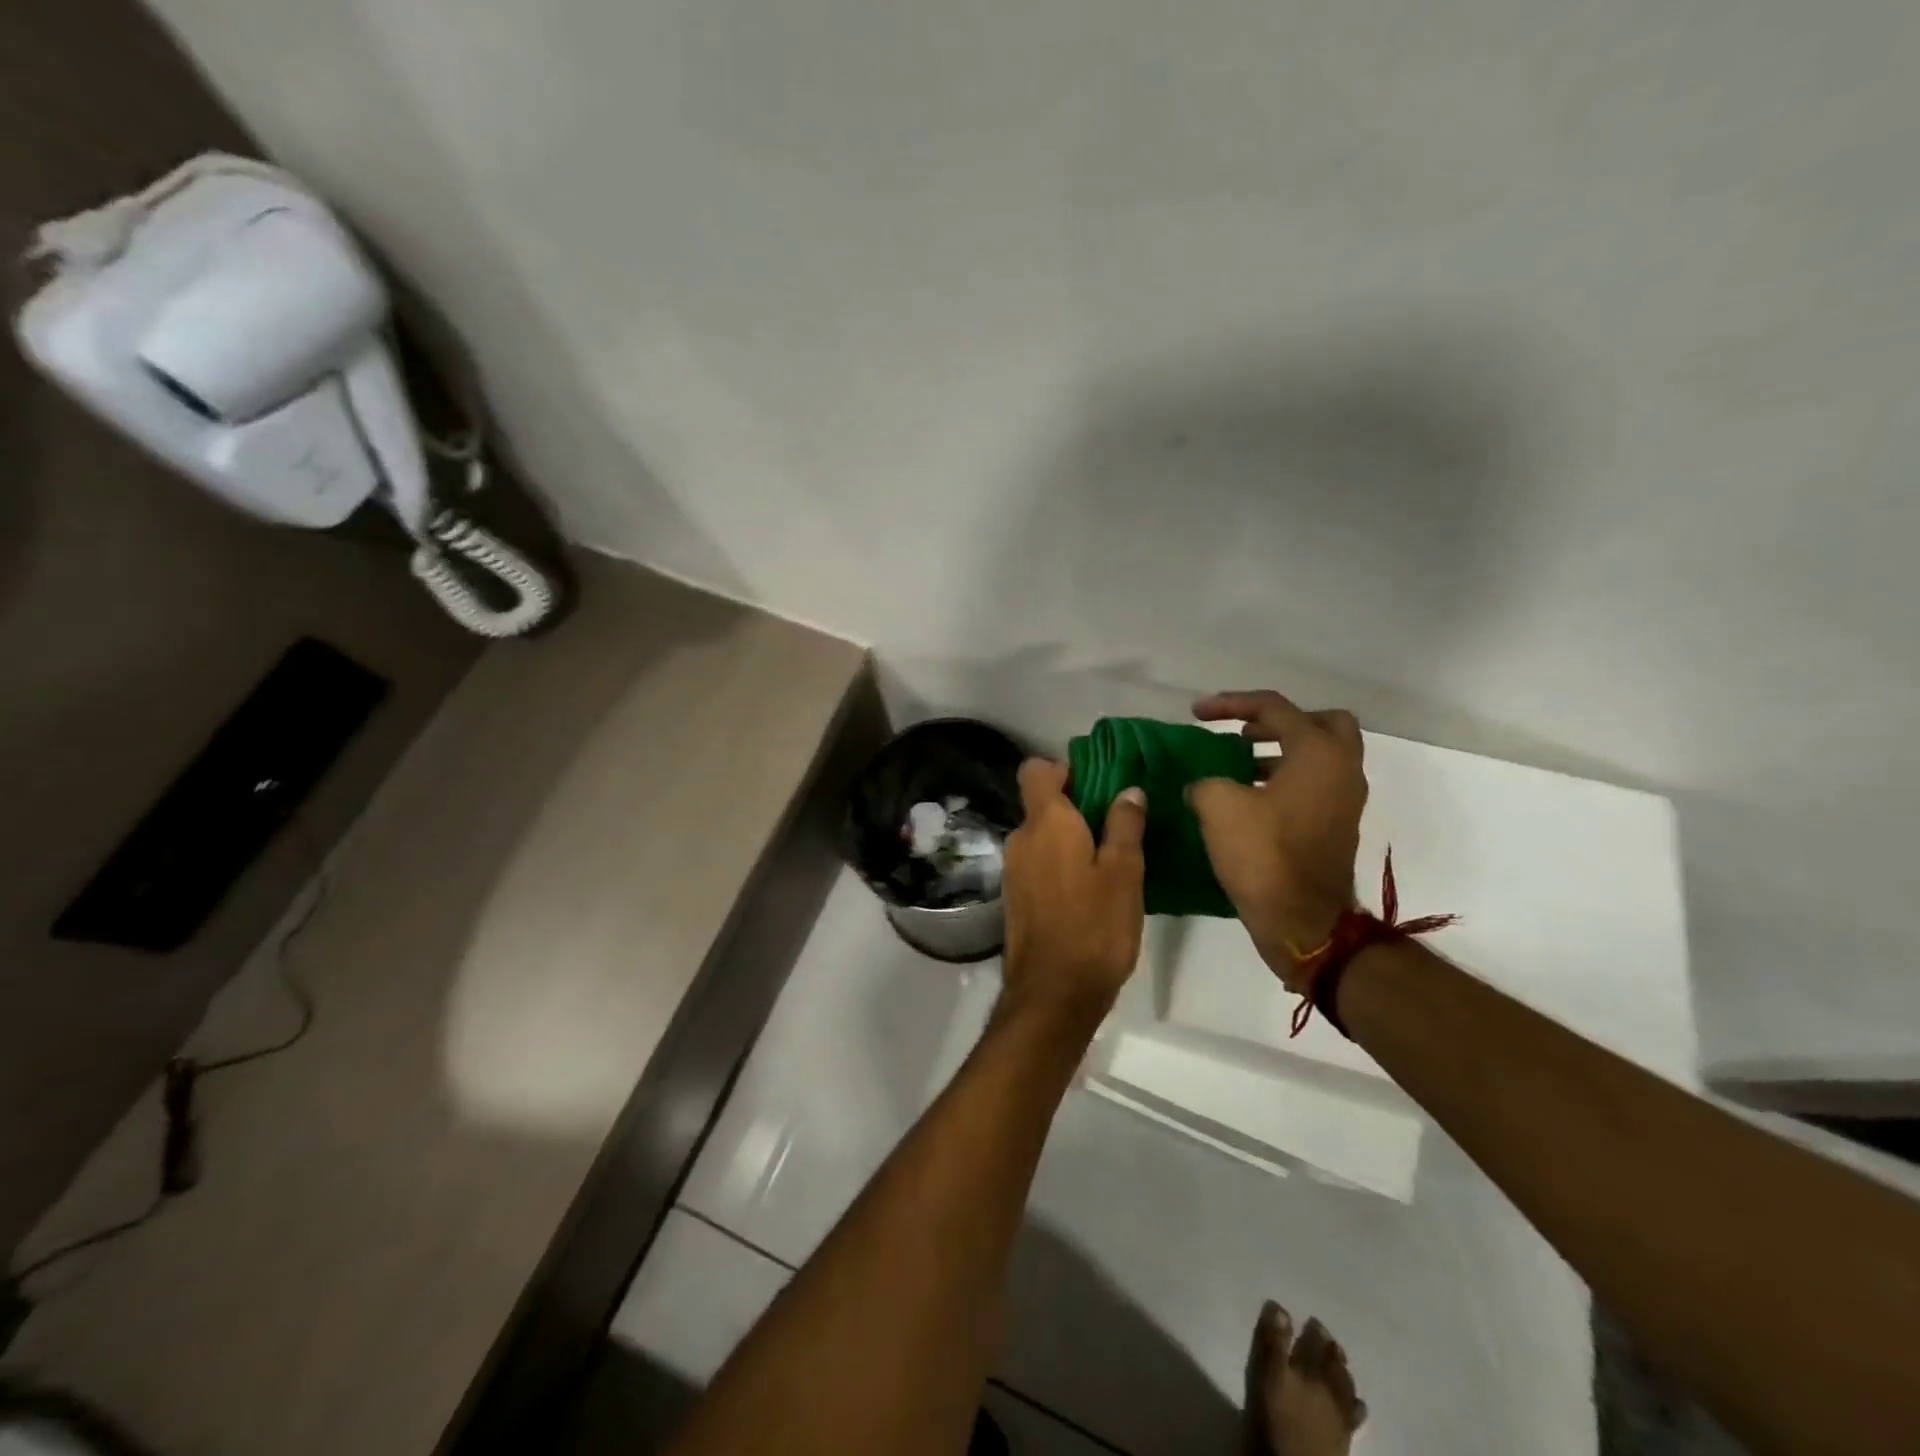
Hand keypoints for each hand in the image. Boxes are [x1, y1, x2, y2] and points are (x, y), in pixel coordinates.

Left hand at [1000, 758, 1146, 1029]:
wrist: (1053, 993)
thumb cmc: (1094, 926)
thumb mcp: (1123, 873)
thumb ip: (1125, 825)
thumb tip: (1128, 789)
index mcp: (1045, 822)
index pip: (1035, 771)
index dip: (1063, 768)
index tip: (1096, 782)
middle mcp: (1021, 838)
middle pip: (1041, 804)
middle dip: (1076, 805)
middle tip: (1117, 823)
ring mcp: (1013, 869)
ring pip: (1041, 836)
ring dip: (1070, 837)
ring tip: (1110, 857)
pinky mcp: (1015, 897)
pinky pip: (1038, 863)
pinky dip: (1060, 863)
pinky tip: (1089, 887)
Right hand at [1188, 691, 1366, 991]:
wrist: (1303, 921)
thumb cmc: (1264, 854)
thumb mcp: (1219, 806)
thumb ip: (1205, 781)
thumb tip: (1203, 786)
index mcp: (1318, 753)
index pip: (1274, 708)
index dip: (1231, 703)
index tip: (1196, 713)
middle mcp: (1341, 769)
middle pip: (1321, 723)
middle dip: (1280, 722)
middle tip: (1245, 731)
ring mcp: (1344, 800)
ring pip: (1319, 757)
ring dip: (1281, 752)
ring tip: (1237, 763)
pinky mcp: (1336, 826)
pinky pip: (1313, 785)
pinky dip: (1285, 779)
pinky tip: (1248, 798)